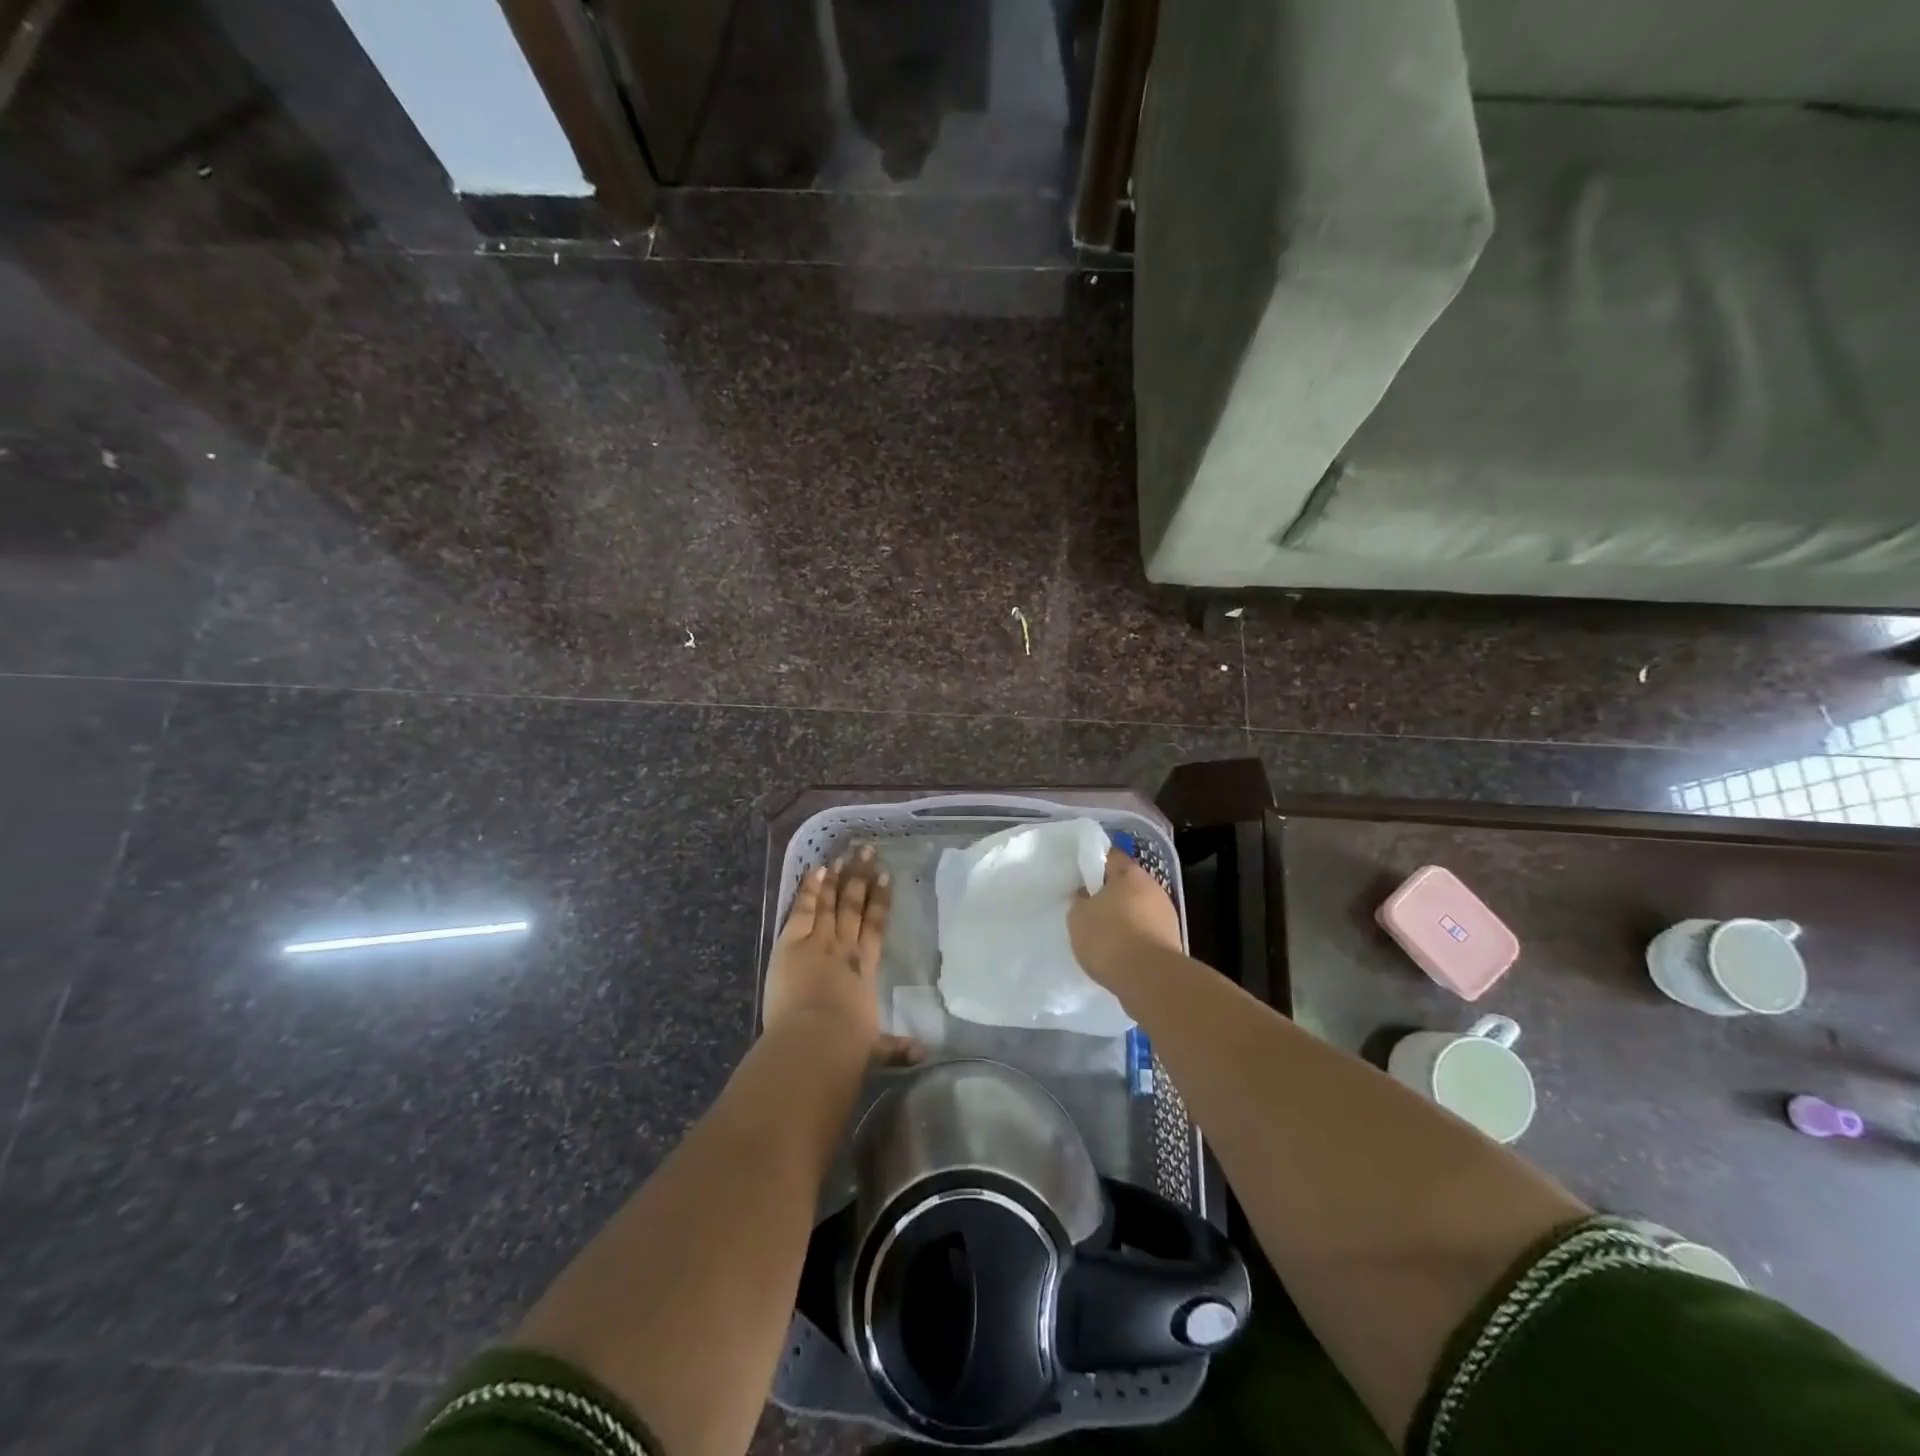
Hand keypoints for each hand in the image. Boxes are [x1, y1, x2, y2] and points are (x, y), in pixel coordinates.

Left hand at [765, 846, 920, 1064]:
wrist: (816, 1041)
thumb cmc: (847, 1046)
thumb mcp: (873, 1048)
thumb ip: (895, 1047)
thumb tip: (924, 1056)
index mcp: (866, 968)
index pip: (876, 926)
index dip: (881, 900)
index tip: (887, 877)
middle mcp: (845, 947)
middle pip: (855, 905)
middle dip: (862, 876)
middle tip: (867, 850)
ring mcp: (819, 940)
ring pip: (831, 901)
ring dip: (837, 877)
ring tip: (843, 855)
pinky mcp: (792, 942)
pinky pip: (803, 908)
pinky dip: (810, 888)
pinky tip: (815, 870)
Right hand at [1068, 849, 1181, 987]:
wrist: (1150, 979)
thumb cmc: (1109, 937)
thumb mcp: (1078, 916)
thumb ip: (1080, 901)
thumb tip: (1087, 896)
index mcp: (1130, 873)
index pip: (1111, 857)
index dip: (1094, 865)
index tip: (1081, 880)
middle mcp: (1153, 887)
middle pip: (1127, 884)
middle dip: (1110, 894)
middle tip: (1090, 910)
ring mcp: (1166, 914)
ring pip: (1139, 908)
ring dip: (1124, 918)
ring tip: (1104, 937)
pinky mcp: (1172, 941)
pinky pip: (1147, 932)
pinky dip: (1134, 938)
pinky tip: (1120, 954)